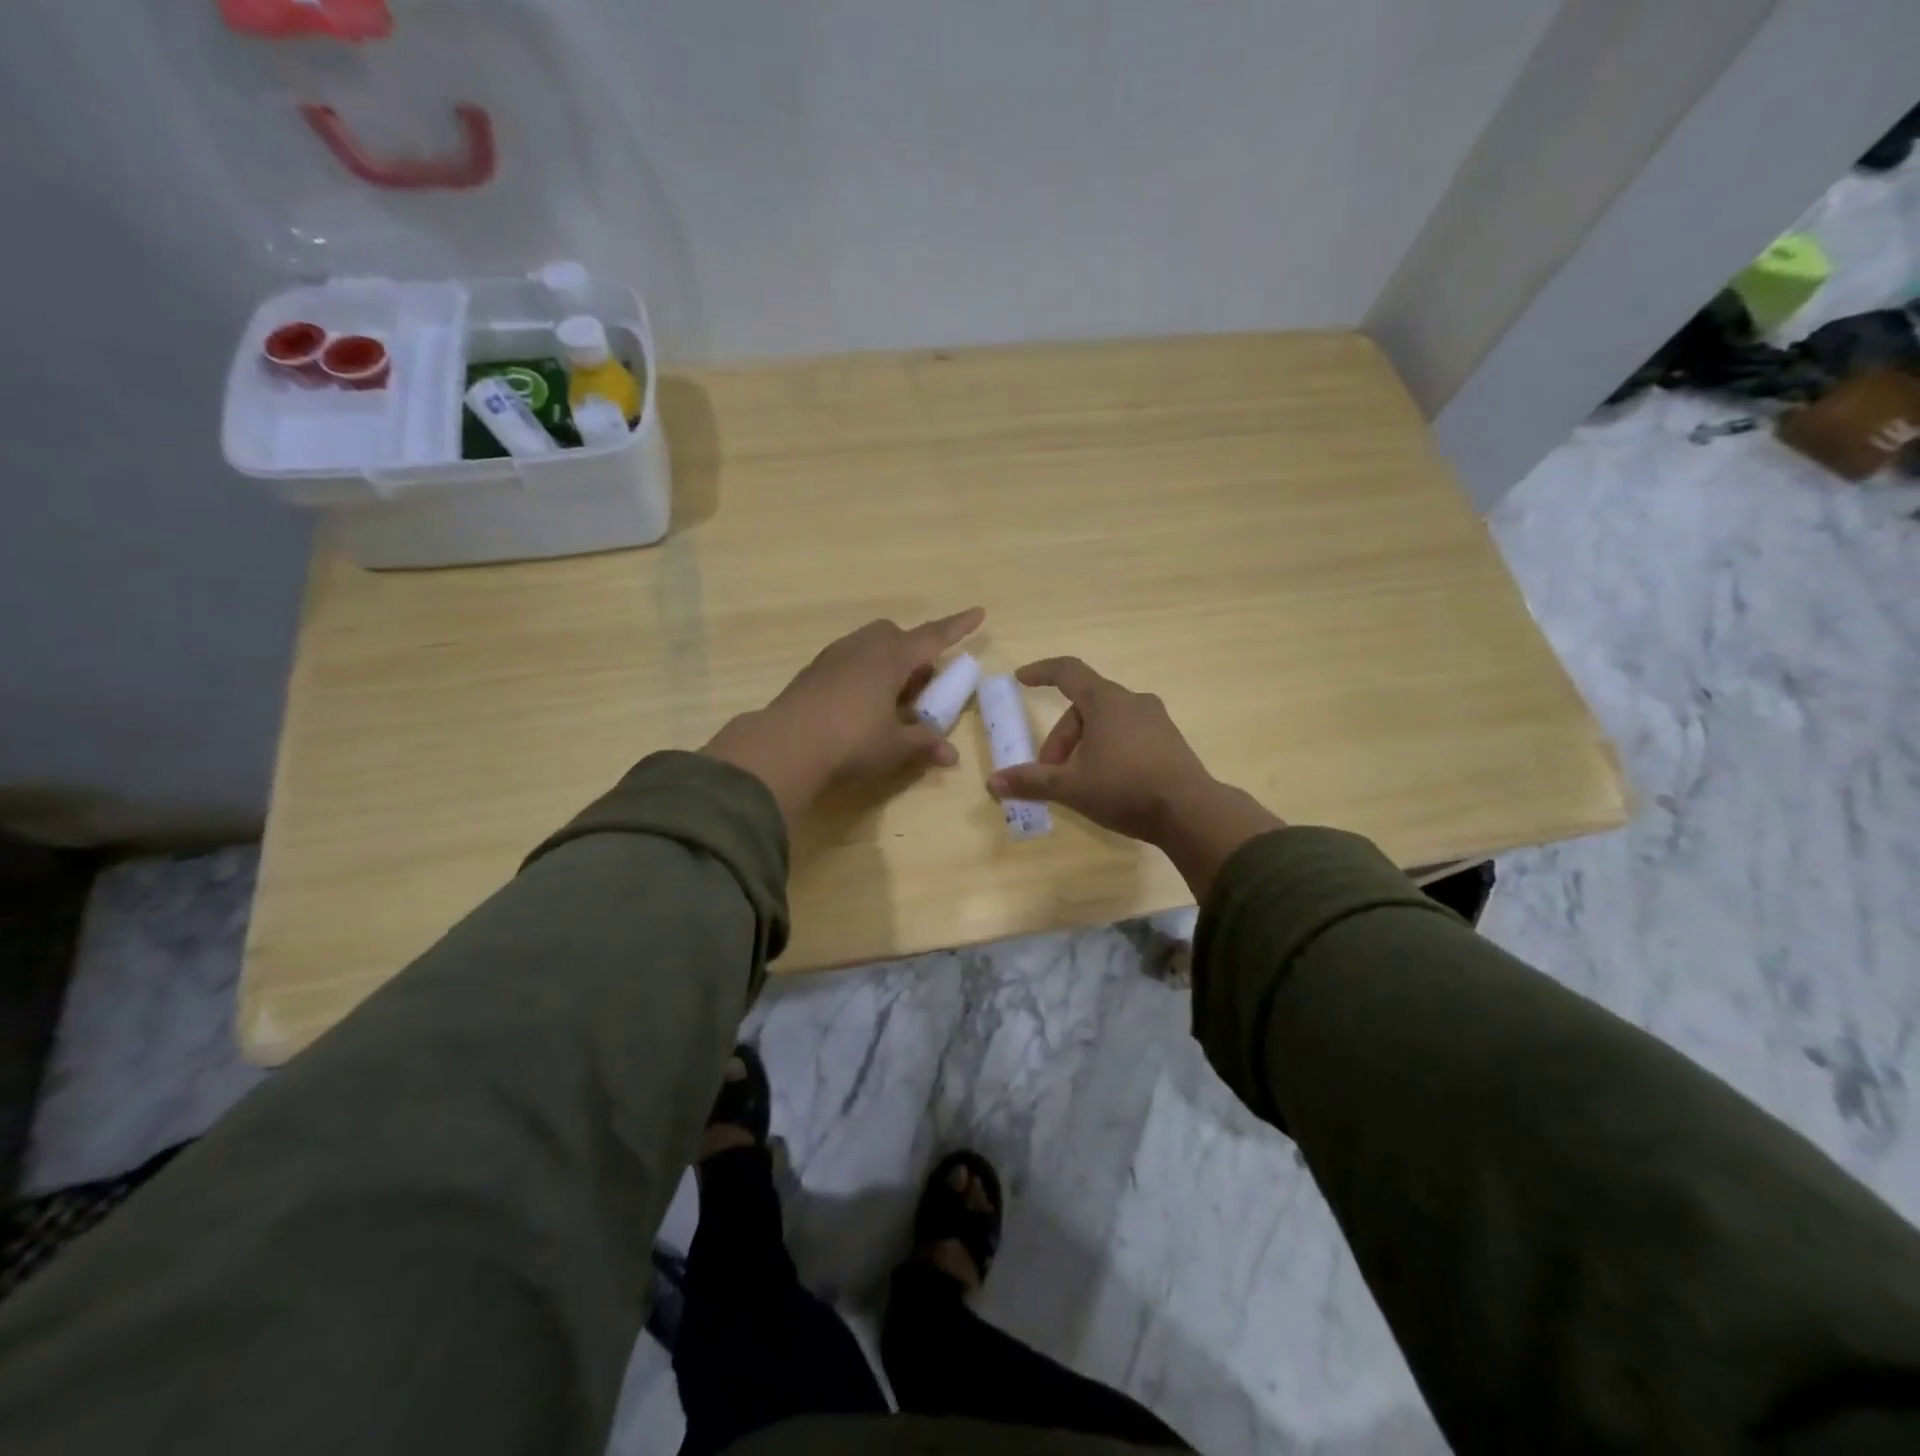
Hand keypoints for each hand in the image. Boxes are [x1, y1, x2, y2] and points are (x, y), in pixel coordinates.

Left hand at [704, 608, 984, 822]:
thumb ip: (924, 744)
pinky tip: (859, 705)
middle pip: (896, 635)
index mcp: (892, 657)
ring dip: (887, 662)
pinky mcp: (813, 672)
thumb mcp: (896, 747)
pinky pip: (848, 661)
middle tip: (921, 685)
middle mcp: (863, 647)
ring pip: (869, 646)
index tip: (978, 613)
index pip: (934, 636)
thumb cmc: (851, 742)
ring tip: (890, 699)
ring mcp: (834, 656)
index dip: (958, 627)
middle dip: (914, 652)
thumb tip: (950, 754)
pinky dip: (863, 674)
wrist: (785, 746)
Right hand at [985, 657, 1214, 842]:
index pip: (1067, 672)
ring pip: (1106, 723)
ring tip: (1077, 782)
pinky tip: (1107, 782)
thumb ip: (1031, 781)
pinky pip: (1128, 735)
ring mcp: (1156, 720)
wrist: (1191, 811)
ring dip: (1083, 746)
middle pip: (1083, 708)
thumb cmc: (1125, 788)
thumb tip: (993, 782)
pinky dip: (1108, 750)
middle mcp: (1132, 701)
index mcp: (1106, 700)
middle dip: (1061, 738)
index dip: (1041, 672)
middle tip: (1050, 772)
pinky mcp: (1169, 741)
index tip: (1021, 679)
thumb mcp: (1071, 786)